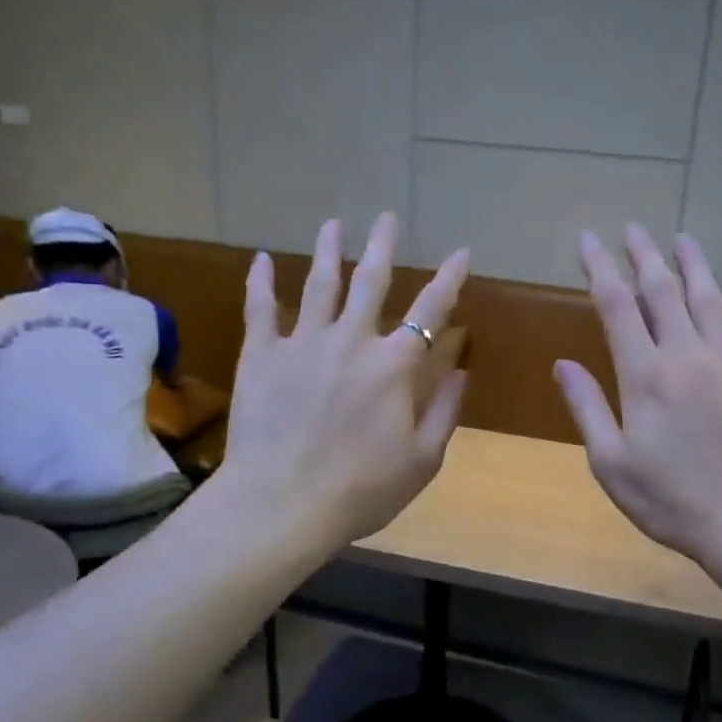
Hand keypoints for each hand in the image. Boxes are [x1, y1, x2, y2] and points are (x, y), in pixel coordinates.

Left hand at [220, 213, 469, 545]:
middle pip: (370, 281)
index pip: (430, 310)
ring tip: (333, 224)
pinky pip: (260, 309)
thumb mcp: (422, 460)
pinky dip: (260, 282)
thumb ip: (445, 411)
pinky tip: (261, 259)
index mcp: (394, 366)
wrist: (282, 504)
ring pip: (319, 284)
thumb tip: (461, 369)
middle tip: (386, 217)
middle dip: (382, 246)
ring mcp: (302, 343)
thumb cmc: (361, 490)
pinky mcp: (261, 356)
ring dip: (329, 251)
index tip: (461, 252)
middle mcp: (351, 341)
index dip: (449, 278)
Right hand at [554, 226, 721, 565]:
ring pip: (710, 299)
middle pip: (663, 291)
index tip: (589, 240)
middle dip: (643, 255)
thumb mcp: (611, 464)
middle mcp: (687, 356)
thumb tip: (562, 363)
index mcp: (644, 376)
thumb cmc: (670, 500)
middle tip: (632, 228)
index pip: (617, 306)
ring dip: (693, 265)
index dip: (600, 268)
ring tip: (681, 238)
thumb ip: (587, 408)